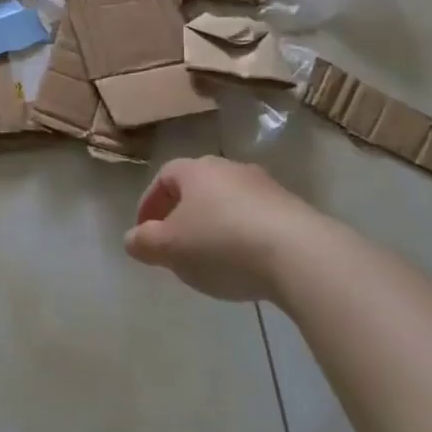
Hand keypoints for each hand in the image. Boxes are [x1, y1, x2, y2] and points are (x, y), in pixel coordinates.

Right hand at [123, 158, 306, 301]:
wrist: (299, 253)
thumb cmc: (221, 243)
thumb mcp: (171, 248)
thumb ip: (145, 242)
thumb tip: (131, 238)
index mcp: (195, 170)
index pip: (164, 178)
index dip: (150, 204)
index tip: (145, 232)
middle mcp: (229, 168)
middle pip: (197, 187)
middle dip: (183, 213)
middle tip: (176, 244)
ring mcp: (264, 186)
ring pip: (229, 201)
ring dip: (215, 224)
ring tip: (211, 257)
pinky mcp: (292, 209)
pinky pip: (256, 218)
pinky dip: (243, 235)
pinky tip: (246, 263)